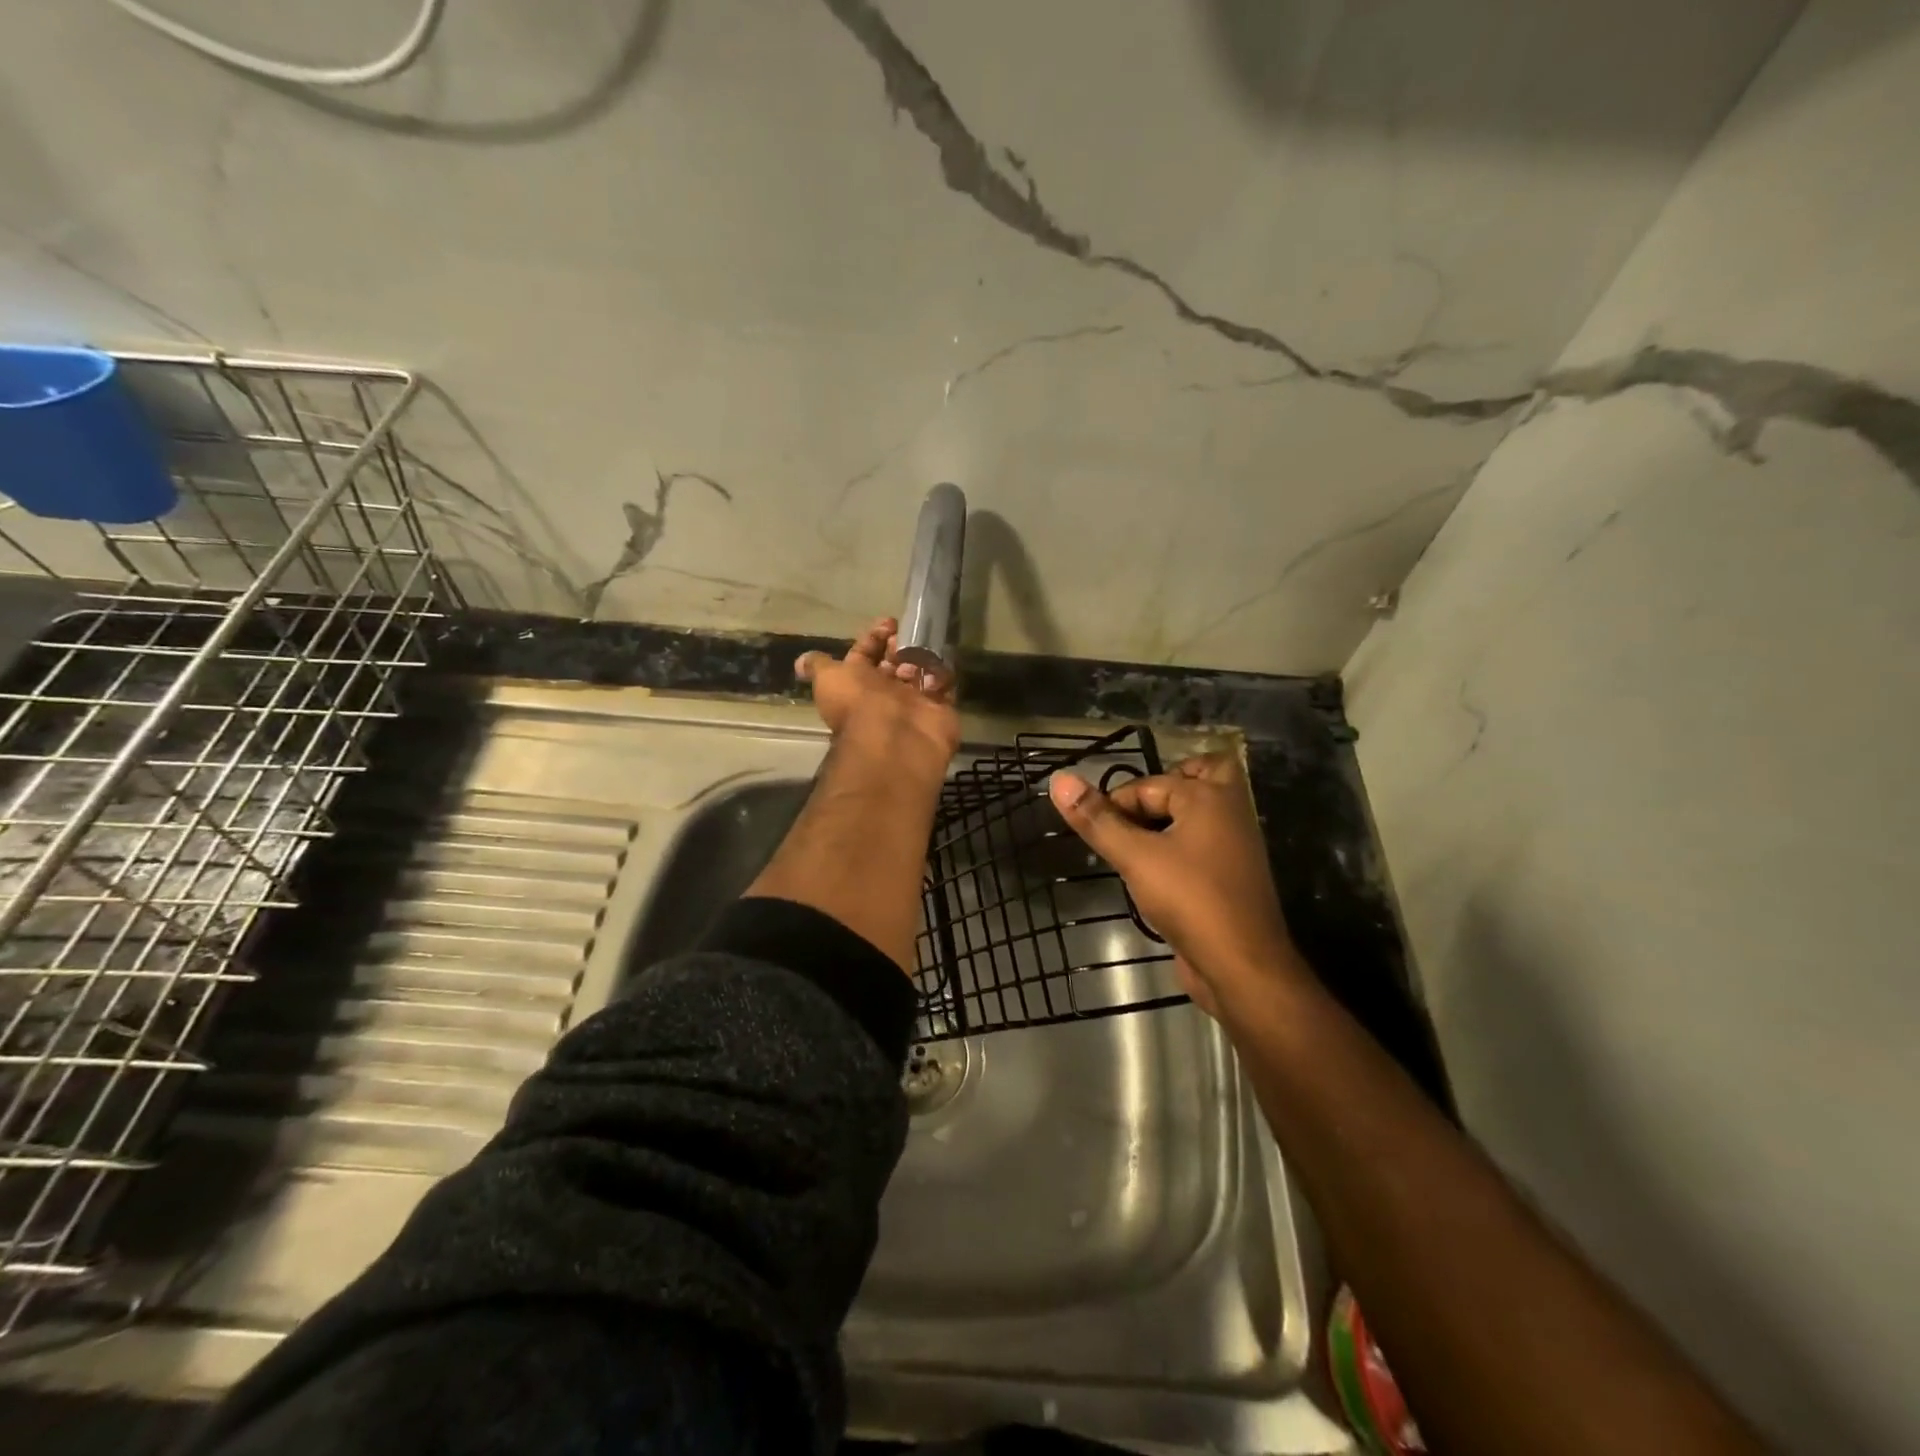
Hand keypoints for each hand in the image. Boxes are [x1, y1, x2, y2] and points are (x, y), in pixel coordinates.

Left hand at [795, 617, 959, 775]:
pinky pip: (945, 685)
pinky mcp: (940, 710)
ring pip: (921, 670)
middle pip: (896, 661)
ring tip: (920, 657)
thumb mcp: (828, 679)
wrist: (893, 739)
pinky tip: (934, 674)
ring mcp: (914, 702)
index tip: (889, 623)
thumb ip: (819, 666)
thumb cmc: (858, 703)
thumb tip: (802, 663)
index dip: (875, 636)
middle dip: (901, 645)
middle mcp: (885, 694)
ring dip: (921, 658)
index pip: (866, 654)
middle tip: (907, 639)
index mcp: (858, 684)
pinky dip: (941, 676)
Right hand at [1048, 752, 1302, 1015]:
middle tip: (1133, 812)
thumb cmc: (1189, 899)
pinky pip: (1203, 842)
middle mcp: (1230, 812)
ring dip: (1169, 818)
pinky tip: (1151, 872)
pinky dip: (1179, 845)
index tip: (1095, 831)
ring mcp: (1235, 845)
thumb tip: (1059, 779)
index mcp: (1210, 797)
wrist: (1242, 966)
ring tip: (1132, 845)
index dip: (1116, 804)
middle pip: (1201, 775)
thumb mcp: (1135, 857)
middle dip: (1167, 785)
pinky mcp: (1231, 875)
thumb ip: (1097, 819)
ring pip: (1202, 812)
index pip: (1149, 784)